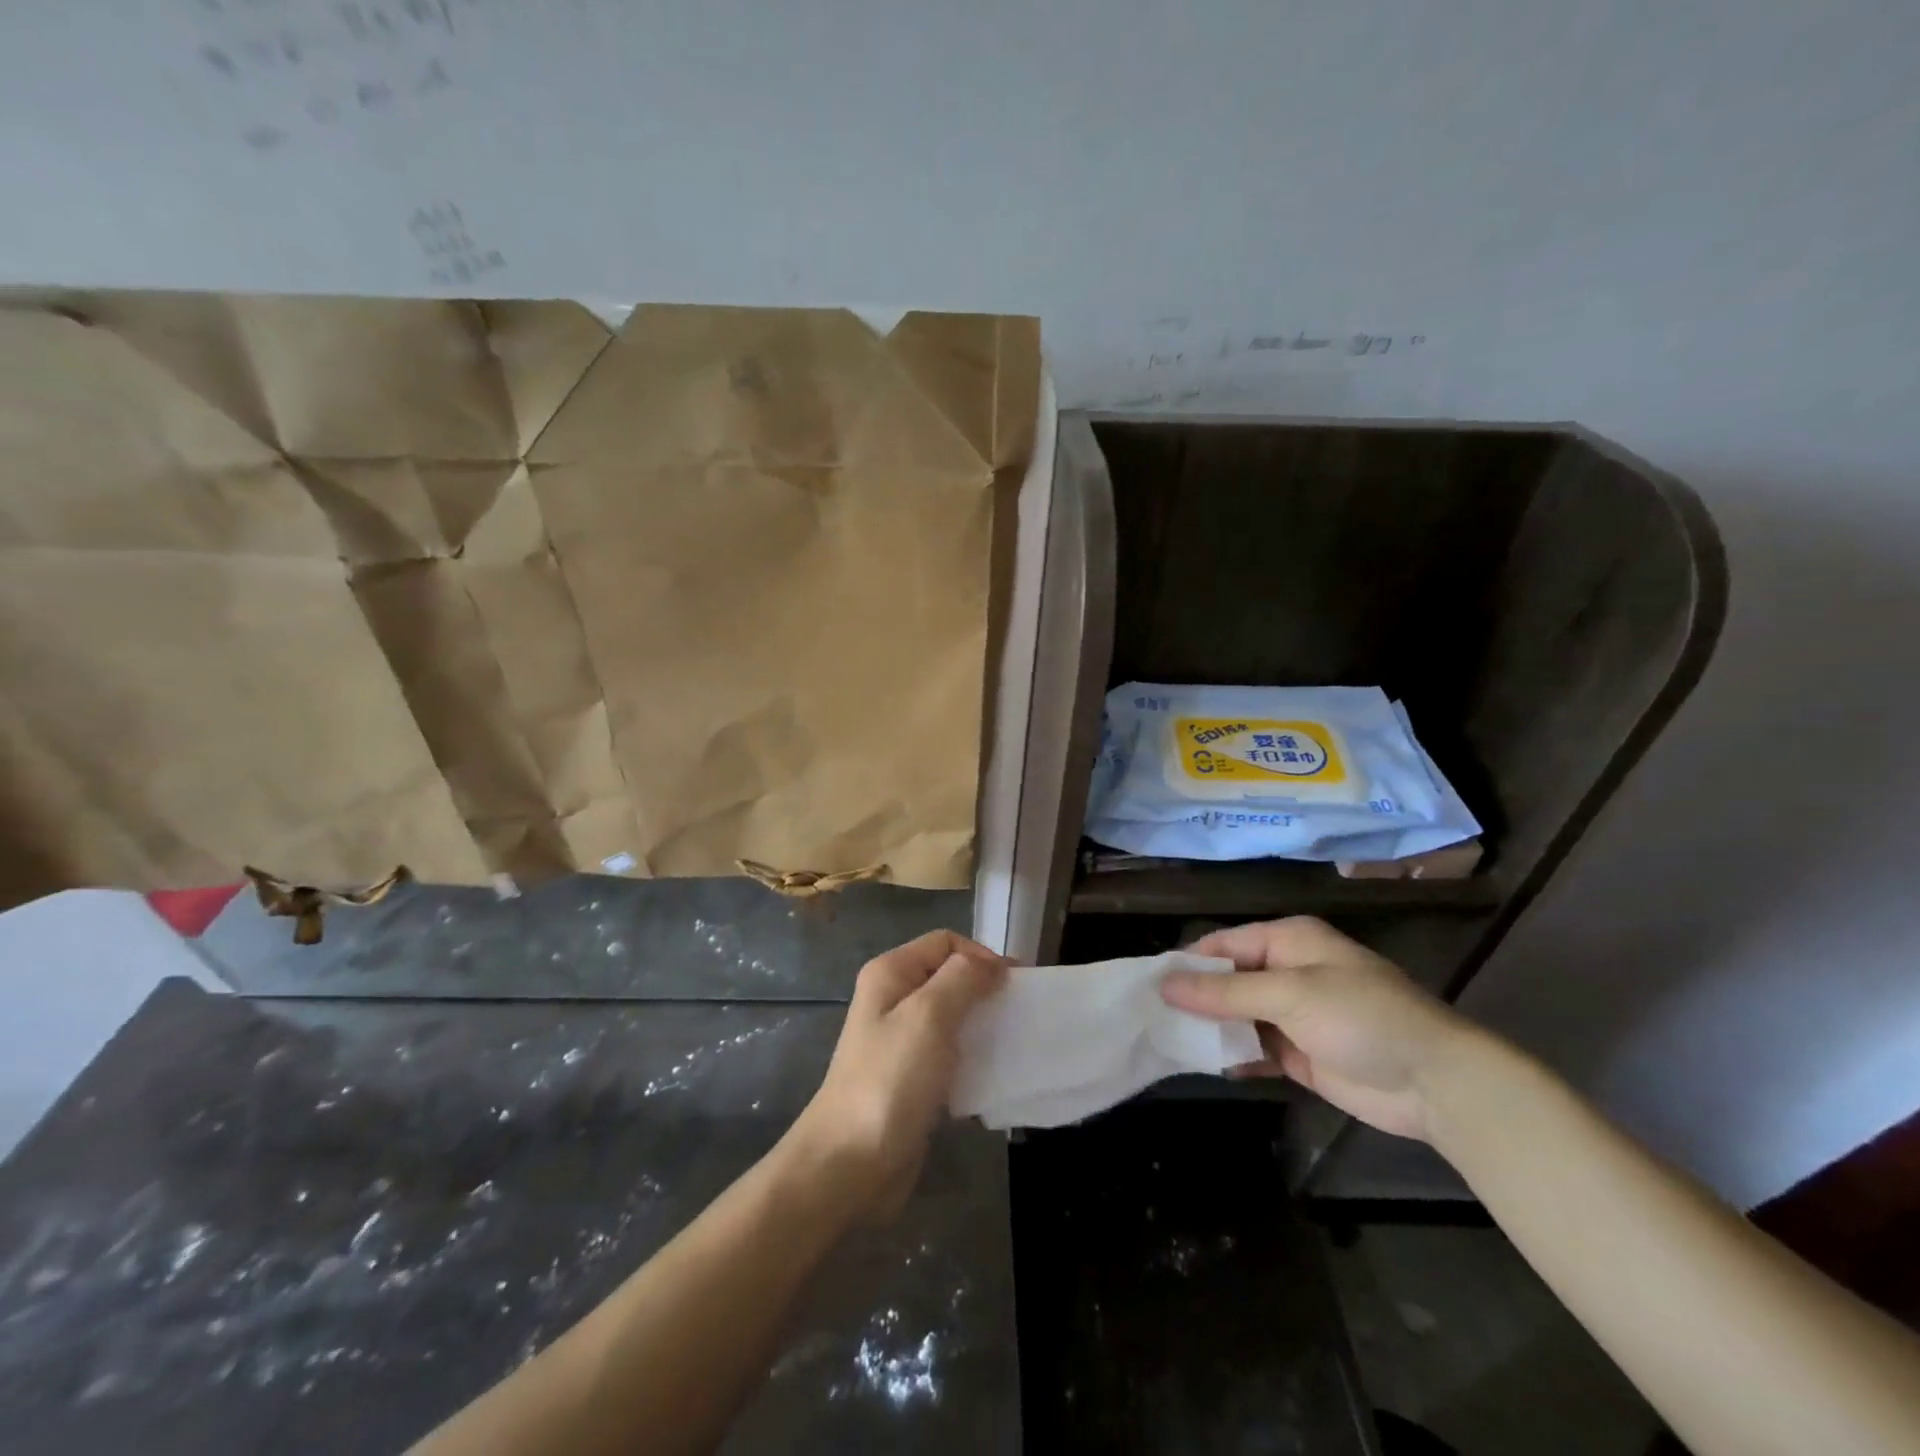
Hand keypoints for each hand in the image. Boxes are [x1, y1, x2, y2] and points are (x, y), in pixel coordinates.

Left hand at [784, 930, 1007, 1217]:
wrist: (850, 1164)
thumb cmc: (890, 1079)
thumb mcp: (929, 1015)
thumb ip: (963, 978)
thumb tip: (991, 963)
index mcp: (891, 973)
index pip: (946, 942)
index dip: (981, 956)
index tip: (1013, 986)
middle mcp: (893, 999)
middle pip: (950, 977)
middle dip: (986, 991)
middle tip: (1018, 1015)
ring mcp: (901, 1041)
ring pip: (953, 1018)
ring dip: (982, 1027)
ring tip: (1011, 1045)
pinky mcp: (912, 1079)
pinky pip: (950, 1055)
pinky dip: (972, 1060)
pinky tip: (992, 1077)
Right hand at [1160, 916, 1475, 1140]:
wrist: (1435, 1083)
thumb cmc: (1362, 1017)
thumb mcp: (1290, 994)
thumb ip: (1226, 991)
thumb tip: (1165, 984)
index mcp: (1288, 940)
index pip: (1225, 943)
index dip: (1188, 962)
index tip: (1149, 983)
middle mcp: (1287, 971)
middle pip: (1228, 979)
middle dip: (1195, 996)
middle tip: (1149, 1015)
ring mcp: (1294, 1014)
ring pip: (1237, 1015)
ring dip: (1210, 1027)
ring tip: (1165, 1039)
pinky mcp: (1299, 1054)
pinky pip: (1254, 1047)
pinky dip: (1232, 1054)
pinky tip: (1202, 1061)